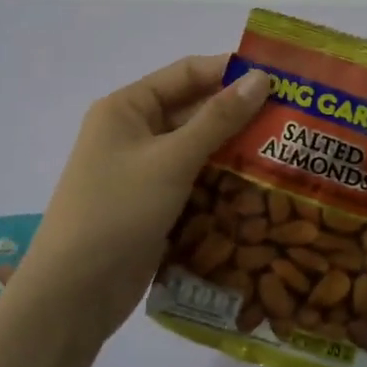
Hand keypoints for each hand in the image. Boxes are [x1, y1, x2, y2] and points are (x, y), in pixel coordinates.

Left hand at [13, 55, 269, 344]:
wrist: (73, 294)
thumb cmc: (118, 212)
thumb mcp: (171, 160)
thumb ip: (218, 119)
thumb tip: (261, 77)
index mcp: (128, 108)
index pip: (186, 73)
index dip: (230, 72)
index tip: (280, 79)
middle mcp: (134, 132)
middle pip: (194, 111)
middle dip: (239, 115)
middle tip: (293, 121)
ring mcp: (143, 171)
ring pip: (198, 149)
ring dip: (235, 152)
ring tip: (287, 153)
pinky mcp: (153, 205)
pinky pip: (194, 182)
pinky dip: (222, 183)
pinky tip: (262, 189)